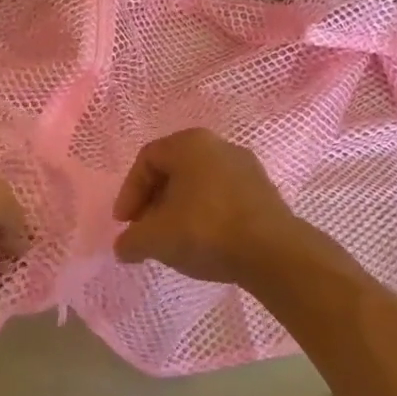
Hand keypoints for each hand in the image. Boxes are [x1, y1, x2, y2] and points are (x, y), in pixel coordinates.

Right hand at [112, 129, 299, 285]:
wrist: (272, 252)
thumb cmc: (205, 230)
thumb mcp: (155, 239)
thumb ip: (131, 241)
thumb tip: (124, 248)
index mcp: (190, 143)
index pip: (147, 160)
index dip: (129, 192)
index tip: (125, 224)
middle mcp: (220, 145)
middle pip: (174, 171)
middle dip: (153, 202)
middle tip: (145, 230)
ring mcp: (246, 168)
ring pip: (199, 185)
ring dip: (179, 210)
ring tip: (172, 240)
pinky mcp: (264, 192)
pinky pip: (222, 198)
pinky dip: (205, 216)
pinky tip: (202, 242)